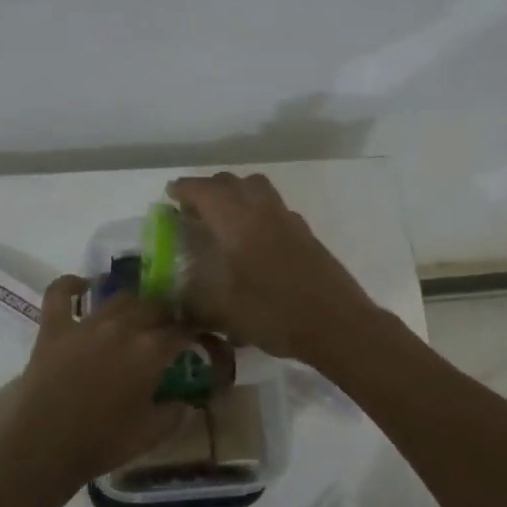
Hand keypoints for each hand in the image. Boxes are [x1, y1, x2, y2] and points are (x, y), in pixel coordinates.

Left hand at [1, 276, 198, 486]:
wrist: (43, 447)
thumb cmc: (102, 443)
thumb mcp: (151, 434)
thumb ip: (175, 414)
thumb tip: (185, 402)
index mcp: (151, 351)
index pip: (182, 331)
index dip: (193, 333)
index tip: (197, 339)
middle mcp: (123, 327)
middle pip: (154, 306)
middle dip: (167, 314)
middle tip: (167, 329)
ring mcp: (87, 323)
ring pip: (119, 297)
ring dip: (134, 302)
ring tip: (136, 313)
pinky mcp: (54, 327)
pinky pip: (61, 293)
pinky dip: (71, 284)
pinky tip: (82, 286)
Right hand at [166, 172, 379, 363]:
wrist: (337, 324)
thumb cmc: (274, 313)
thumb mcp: (222, 312)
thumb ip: (193, 301)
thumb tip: (173, 300)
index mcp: (237, 221)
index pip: (204, 190)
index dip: (184, 190)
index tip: (169, 197)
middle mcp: (262, 210)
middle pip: (231, 182)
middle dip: (207, 190)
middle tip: (191, 211)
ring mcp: (288, 219)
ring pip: (256, 189)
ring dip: (235, 194)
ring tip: (221, 220)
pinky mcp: (305, 233)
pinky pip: (273, 207)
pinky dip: (255, 210)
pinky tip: (252, 240)